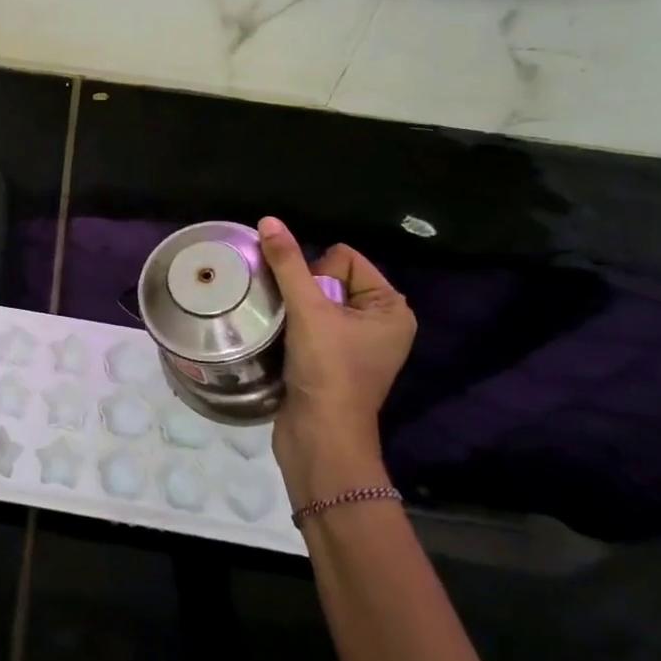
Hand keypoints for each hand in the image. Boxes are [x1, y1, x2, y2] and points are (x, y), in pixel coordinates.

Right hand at [257, 217, 416, 506]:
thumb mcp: (308, 310)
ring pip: (313, 300)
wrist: (320, 440)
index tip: (313, 309)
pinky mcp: (334, 360)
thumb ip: (288, 263)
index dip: (318, 275)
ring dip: (293, 309)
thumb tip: (269, 220)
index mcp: (391, 307)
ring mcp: (357, 343)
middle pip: (328, 276)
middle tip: (299, 323)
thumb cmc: (327, 371)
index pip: (344, 258)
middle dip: (303, 292)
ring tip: (286, 330)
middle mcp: (380, 322)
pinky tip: (284, 342)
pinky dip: (293, 328)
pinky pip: (309, 323)